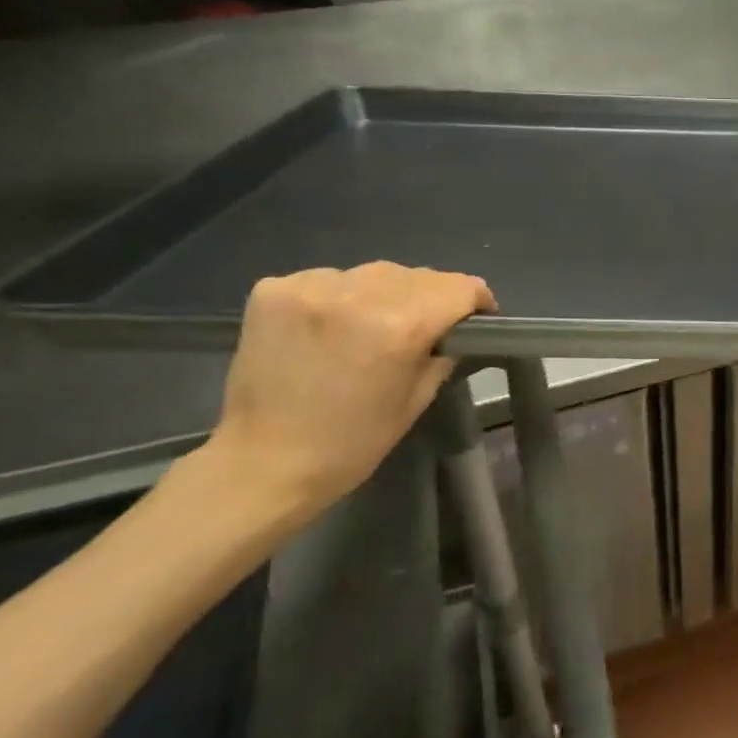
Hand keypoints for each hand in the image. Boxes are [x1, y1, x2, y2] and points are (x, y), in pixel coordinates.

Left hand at [204, 263, 495, 534]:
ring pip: (374, 273)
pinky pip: (330, 279)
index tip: (477, 318)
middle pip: (419, 276)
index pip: (460, 287)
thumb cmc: (350, 444)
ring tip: (372, 326)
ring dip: (386, 294)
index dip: (477, 301)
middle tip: (425, 328)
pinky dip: (341, 297)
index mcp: (399, 326)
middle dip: (432, 298)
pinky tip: (331, 327)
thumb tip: (451, 329)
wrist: (260, 464)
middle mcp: (357, 293)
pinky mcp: (274, 288)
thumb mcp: (416, 400)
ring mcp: (311, 286)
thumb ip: (442, 352)